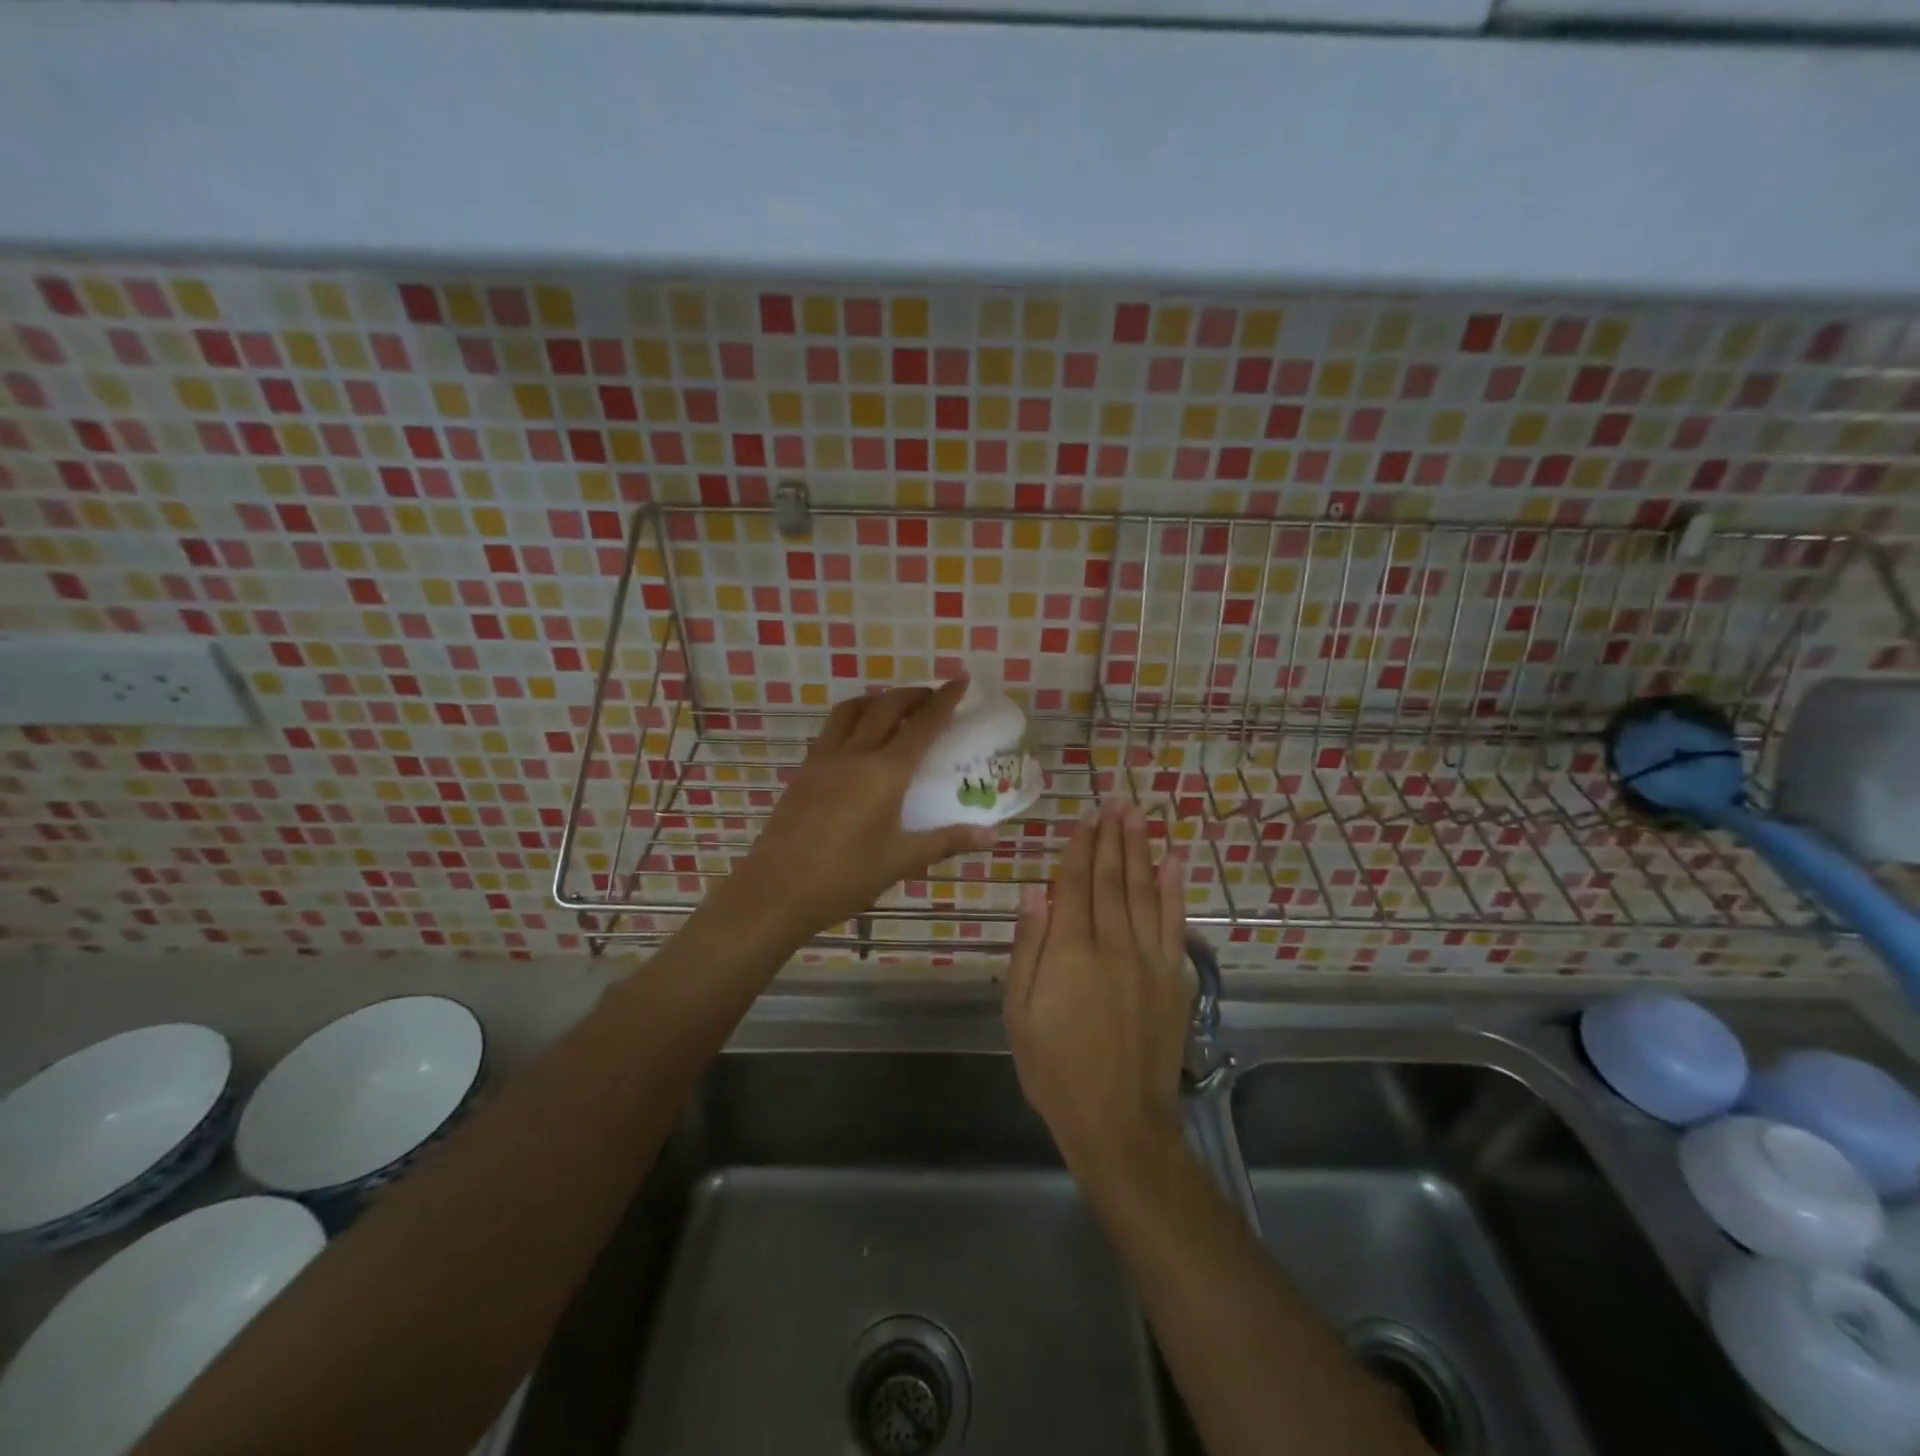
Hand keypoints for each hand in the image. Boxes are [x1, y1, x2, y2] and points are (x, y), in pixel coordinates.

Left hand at [719, 678, 994, 947]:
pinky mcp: (804, 771)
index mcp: (886, 772)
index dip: (944, 700)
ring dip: (877, 699)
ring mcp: (824, 759)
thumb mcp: (903, 860)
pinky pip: (831, 729)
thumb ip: (947, 841)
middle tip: (932, 696)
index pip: (923, 724)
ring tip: (893, 708)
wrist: (778, 889)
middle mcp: (855, 754)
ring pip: (851, 710)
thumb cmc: (846, 876)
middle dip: (912, 694)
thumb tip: (991, 835)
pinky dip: (852, 718)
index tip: (960, 680)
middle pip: (886, 707)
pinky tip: (857, 739)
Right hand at [1004, 799, 1192, 1177]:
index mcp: (1069, 951)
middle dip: (1111, 837)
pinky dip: (1174, 888)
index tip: (1085, 818)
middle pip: (1111, 878)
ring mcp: (1148, 959)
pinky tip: (1173, 860)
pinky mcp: (1173, 976)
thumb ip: (1028, 948)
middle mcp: (1111, 943)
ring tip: (1138, 815)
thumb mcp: (1019, 1012)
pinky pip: (1173, 922)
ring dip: (1140, 849)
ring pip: (1143, 890)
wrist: (1118, 1120)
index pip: (1075, 884)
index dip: (1080, 848)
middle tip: (1114, 801)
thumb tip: (1034, 894)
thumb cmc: (1055, 1068)